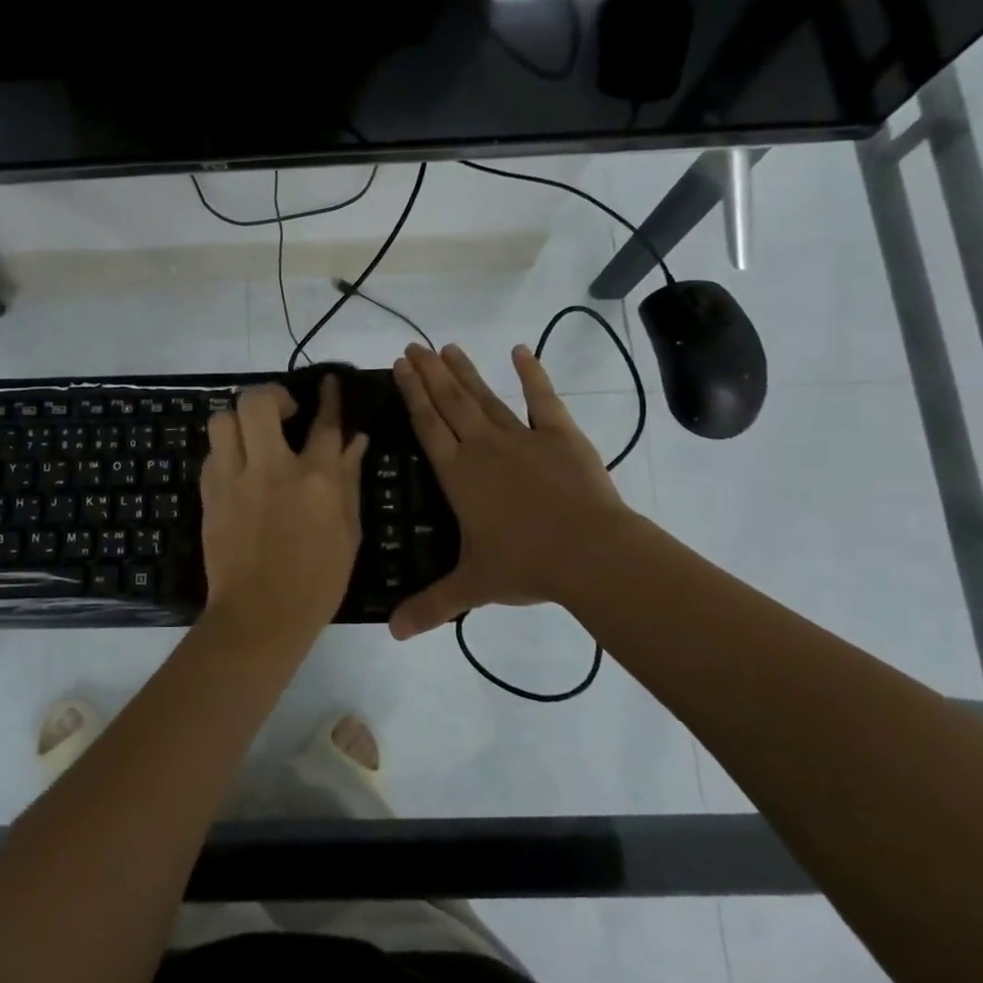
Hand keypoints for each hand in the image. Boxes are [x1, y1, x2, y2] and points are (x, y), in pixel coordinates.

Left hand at [199, 377, 369, 650]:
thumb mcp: (347, 532)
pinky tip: (238, 470)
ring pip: (222, 420)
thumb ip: (349, 480)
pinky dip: (226, 453)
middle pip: (258, 402)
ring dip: (239, 421)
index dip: (330, 397)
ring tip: (253, 438)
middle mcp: (271, 469)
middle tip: (283, 412)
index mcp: (314, 479)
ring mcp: (233, 481)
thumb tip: (355, 440)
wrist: (259, 617)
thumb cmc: (316, 581)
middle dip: (271, 396)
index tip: (329, 383)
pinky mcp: (209, 496)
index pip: (325, 423)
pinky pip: (211, 455)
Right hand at [388, 342, 628, 639]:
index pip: (427, 425)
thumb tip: (392, 637)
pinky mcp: (560, 435)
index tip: (399, 367)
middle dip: (429, 372)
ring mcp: (522, 437)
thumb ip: (431, 606)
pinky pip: (542, 399)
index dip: (411, 394)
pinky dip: (532, 373)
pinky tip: (521, 351)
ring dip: (465, 371)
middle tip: (413, 345)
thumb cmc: (525, 565)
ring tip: (447, 347)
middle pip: (450, 401)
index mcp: (458, 474)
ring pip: (485, 396)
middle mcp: (482, 447)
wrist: (590, 552)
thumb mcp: (472, 586)